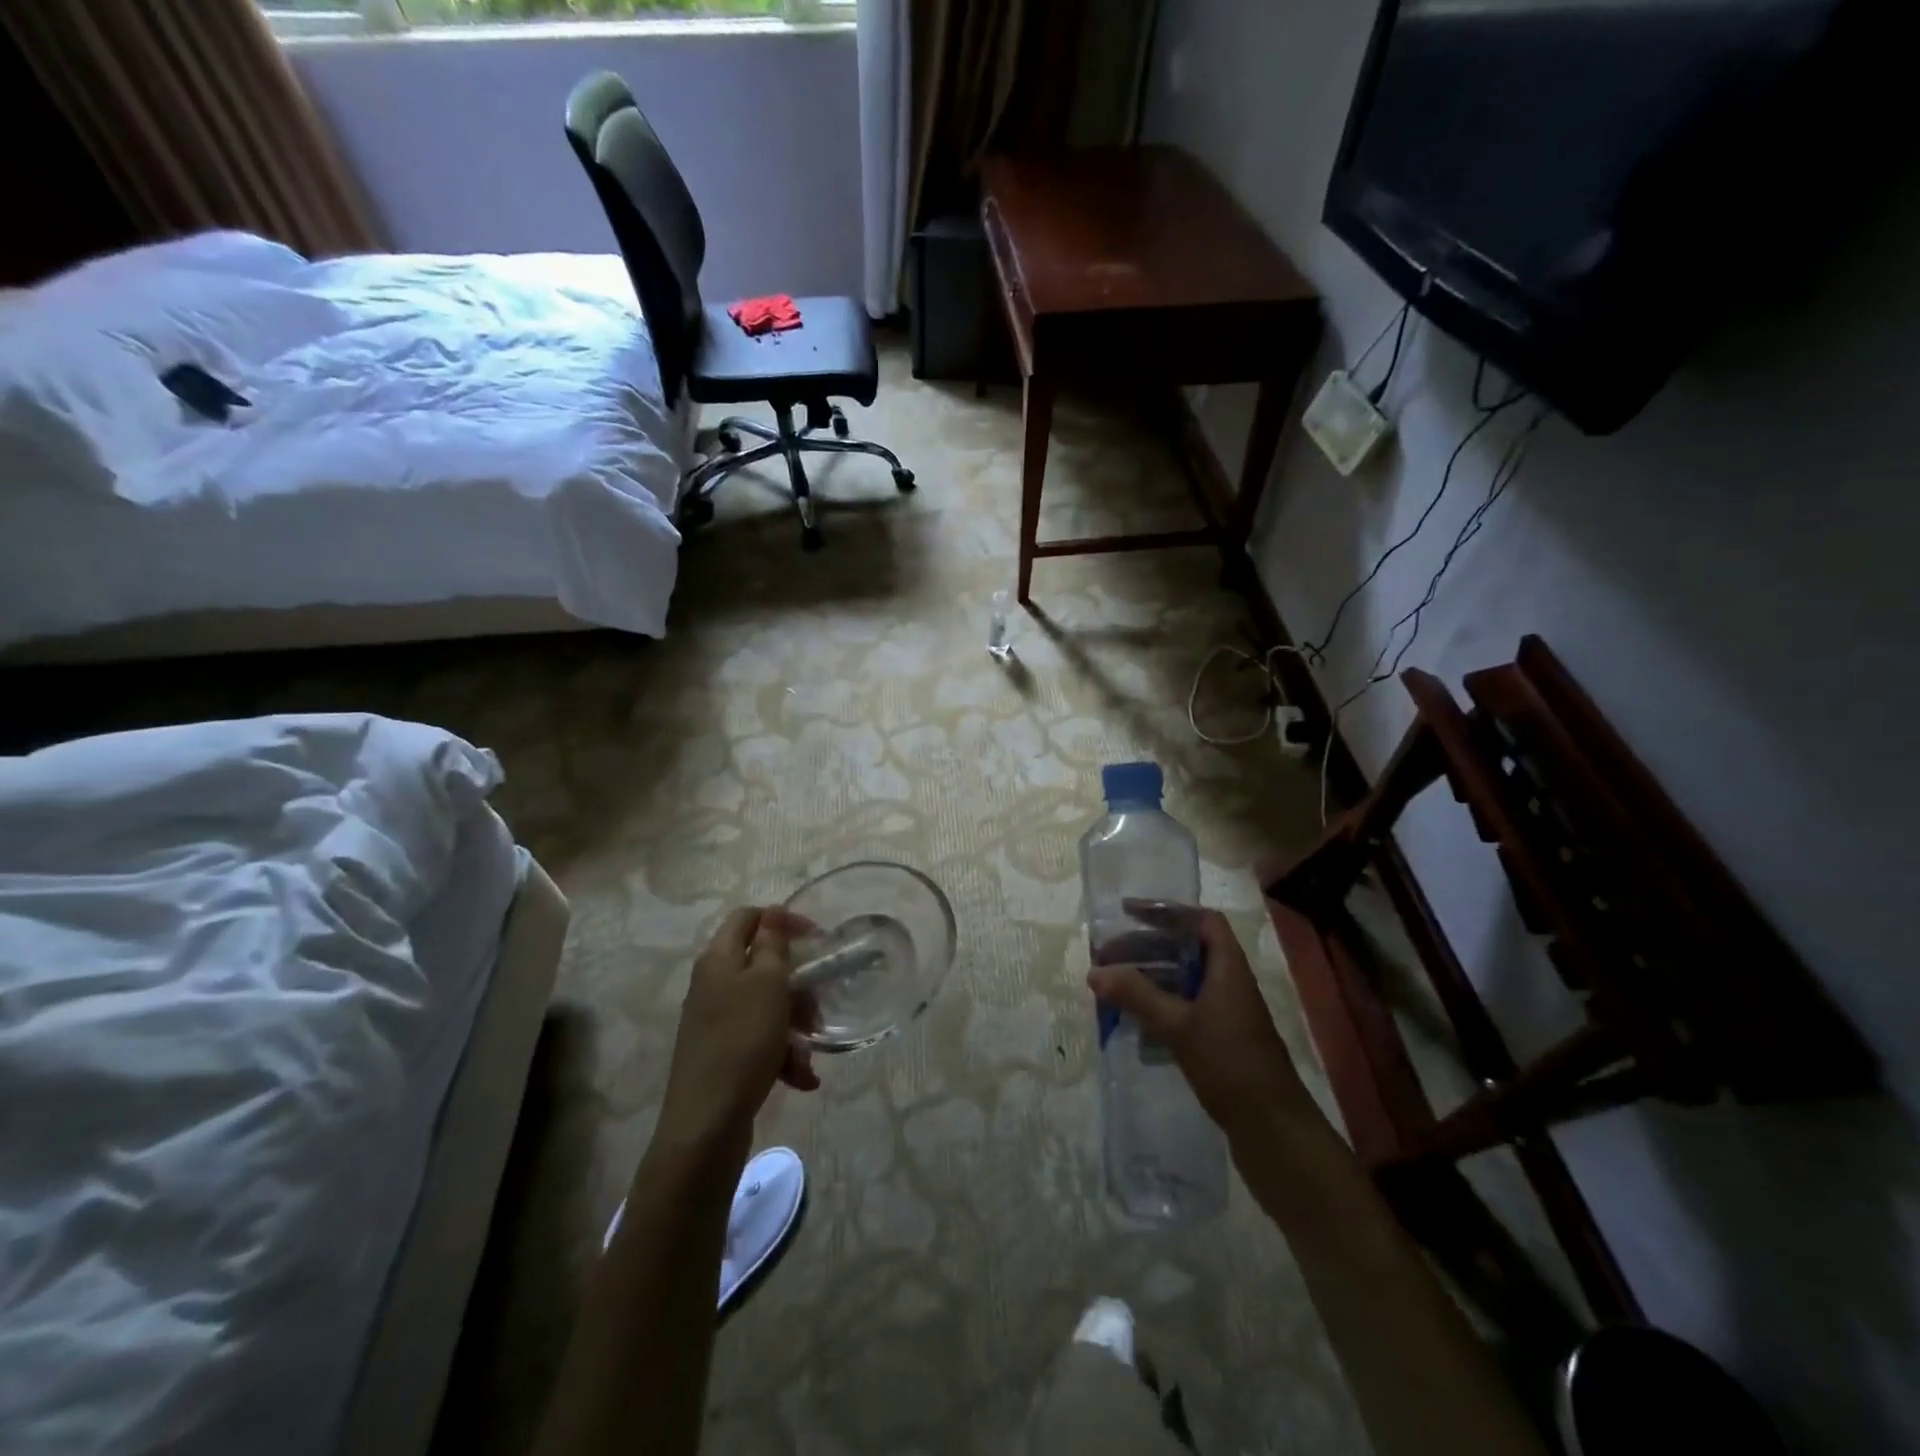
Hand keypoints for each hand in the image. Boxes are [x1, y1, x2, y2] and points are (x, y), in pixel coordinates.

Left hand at [657, 907, 819, 1153]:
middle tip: (818, 1004)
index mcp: (719, 959)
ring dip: (794, 1022)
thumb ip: (773, 945)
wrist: (706, 1124)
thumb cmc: (742, 1042)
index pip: (748, 917)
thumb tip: (772, 913)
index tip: (816, 938)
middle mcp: (712, 984)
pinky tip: (802, 1077)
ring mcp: (714, 1020)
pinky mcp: (720, 1053)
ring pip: (765, 1005)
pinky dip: (782, 1053)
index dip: (782, 919)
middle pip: (762, 964)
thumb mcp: (768, 984)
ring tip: (811, 1049)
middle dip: (796, 983)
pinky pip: (759, 1039)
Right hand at [1087, 903, 1311, 1144]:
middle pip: (1187, 949)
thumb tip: (1095, 971)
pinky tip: (1134, 1019)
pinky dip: (1159, 1005)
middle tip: (1108, 955)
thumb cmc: (1230, 1064)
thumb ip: (1137, 995)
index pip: (1203, 921)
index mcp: (1228, 968)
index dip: (1169, 911)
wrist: (1274, 1130)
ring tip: (1113, 985)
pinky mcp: (1220, 1039)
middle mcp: (1229, 983)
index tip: (1130, 913)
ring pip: (1183, 980)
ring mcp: (1226, 1013)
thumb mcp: (1179, 1026)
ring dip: (1150, 977)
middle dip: (1147, 947)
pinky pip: (1184, 1007)